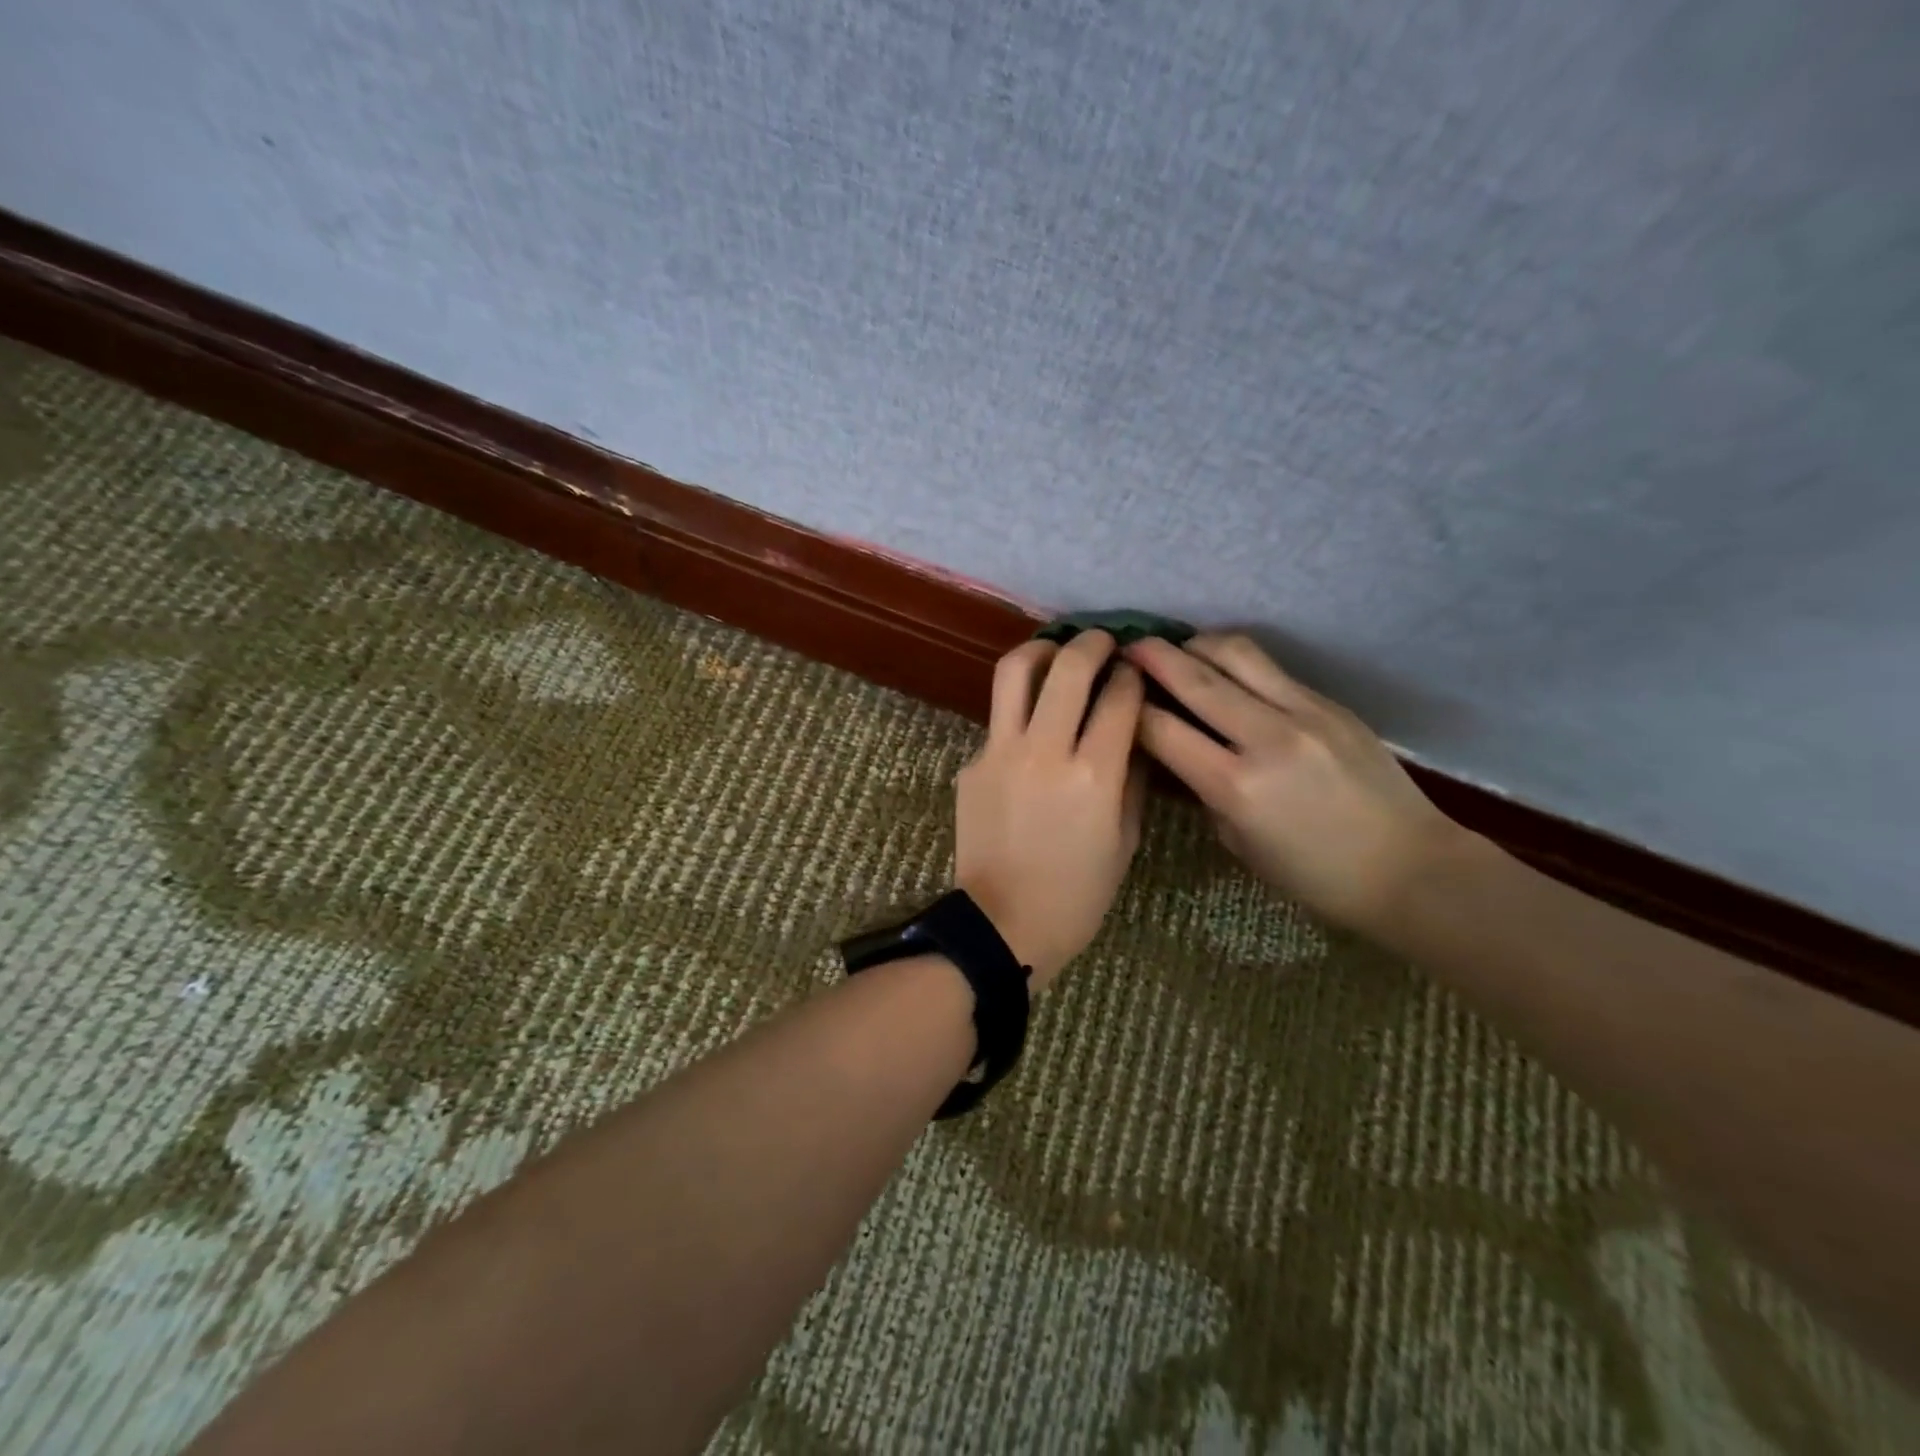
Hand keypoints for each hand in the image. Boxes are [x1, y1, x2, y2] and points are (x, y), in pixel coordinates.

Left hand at [955, 631, 1146, 989]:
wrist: (1003, 923)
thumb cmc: (1077, 894)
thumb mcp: (1124, 840)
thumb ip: (1131, 776)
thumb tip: (1131, 730)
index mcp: (1094, 774)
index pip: (1119, 696)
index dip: (1132, 674)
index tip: (1135, 671)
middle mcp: (1045, 751)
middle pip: (1069, 666)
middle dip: (1092, 643)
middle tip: (1102, 642)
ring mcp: (1000, 752)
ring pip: (1015, 671)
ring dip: (1042, 650)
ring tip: (1056, 653)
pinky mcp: (972, 763)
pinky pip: (998, 720)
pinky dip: (1020, 710)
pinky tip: (1032, 727)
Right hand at [1124, 634, 1463, 931]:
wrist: (1408, 869)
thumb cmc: (1314, 876)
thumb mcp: (1238, 842)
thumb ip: (1202, 791)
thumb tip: (1175, 753)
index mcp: (1236, 786)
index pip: (1162, 730)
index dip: (1129, 710)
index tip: (1112, 697)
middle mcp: (1266, 738)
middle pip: (1195, 678)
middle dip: (1152, 656)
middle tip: (1127, 646)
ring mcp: (1305, 712)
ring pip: (1236, 653)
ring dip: (1197, 644)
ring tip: (1178, 649)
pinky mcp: (1330, 704)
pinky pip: (1271, 668)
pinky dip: (1235, 661)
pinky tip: (1223, 670)